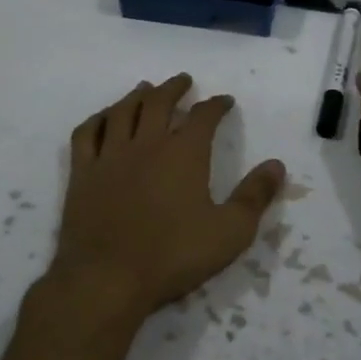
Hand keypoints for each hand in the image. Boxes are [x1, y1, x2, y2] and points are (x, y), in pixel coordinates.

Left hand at [45, 74, 284, 326]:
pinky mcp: (83, 174)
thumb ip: (255, 195)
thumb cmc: (174, 256)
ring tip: (145, 88)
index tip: (224, 101)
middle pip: (158, 102)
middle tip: (183, 80)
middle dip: (174, 88)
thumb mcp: (230, 231)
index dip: (216, 105)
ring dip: (136, 95)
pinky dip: (98, 119)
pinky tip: (104, 118)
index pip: (203, 116)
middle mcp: (147, 144)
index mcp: (184, 154)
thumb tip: (277, 165)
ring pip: (122, 111)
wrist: (107, 279)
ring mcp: (110, 156)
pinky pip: (88, 134)